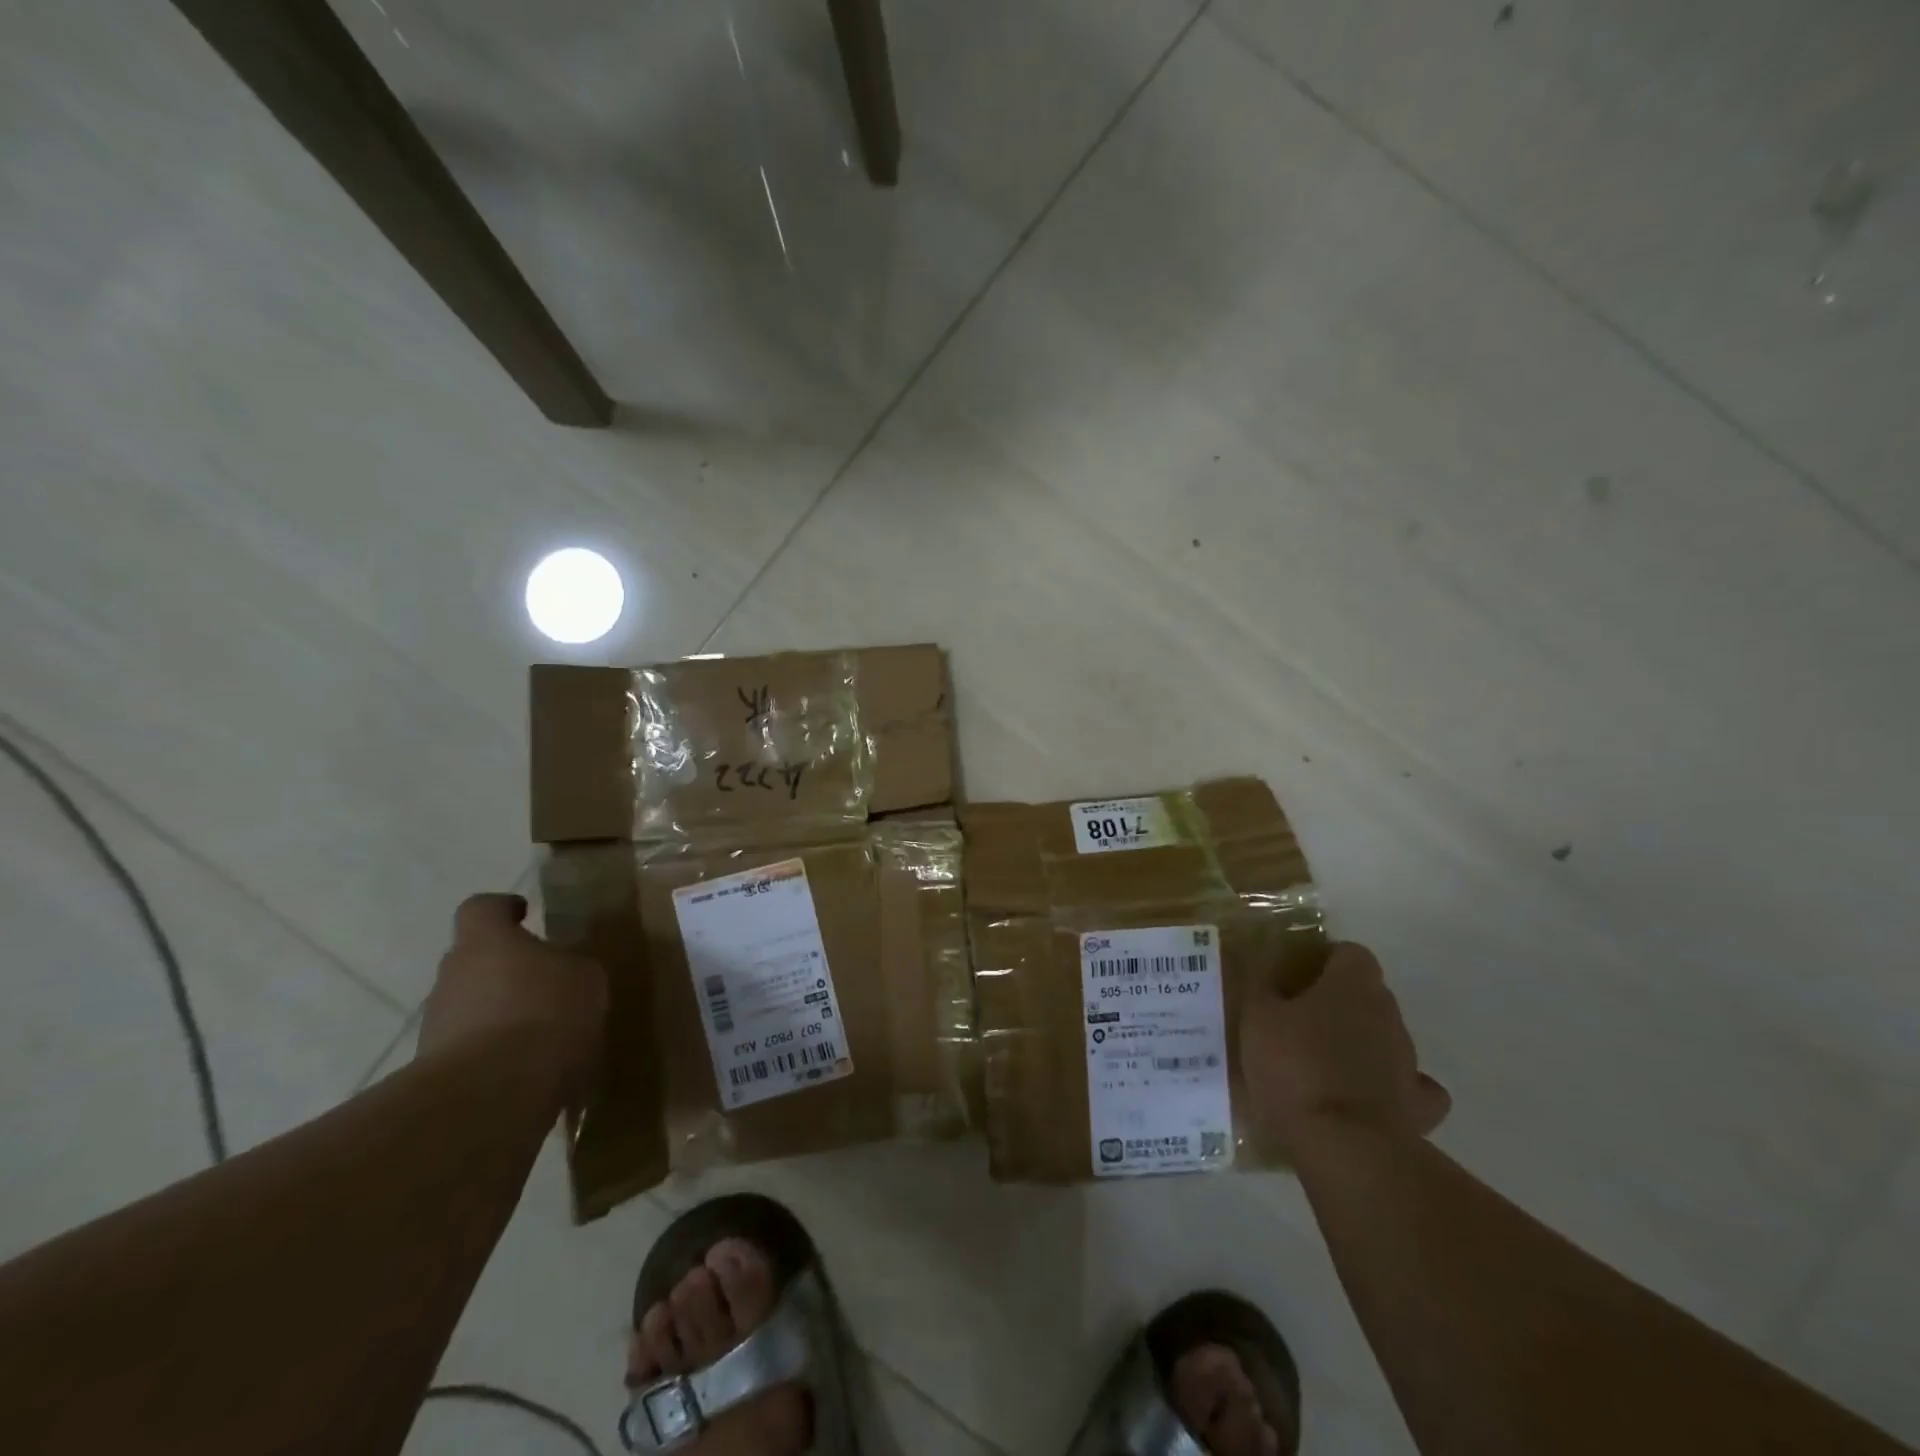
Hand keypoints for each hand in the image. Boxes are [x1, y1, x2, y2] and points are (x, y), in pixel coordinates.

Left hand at [417, 893, 607, 1094]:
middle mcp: (451, 977)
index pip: (481, 908)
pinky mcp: (437, 1073)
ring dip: (500, 1015)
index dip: (503, 909)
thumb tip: (564, 969)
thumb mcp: (585, 977)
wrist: (490, 1096)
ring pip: (472, 1008)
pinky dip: (497, 1055)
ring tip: (544, 1035)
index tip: (525, 915)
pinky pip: (472, 1052)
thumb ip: (570, 966)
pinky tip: (531, 1072)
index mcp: (486, 942)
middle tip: (546, 983)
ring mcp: (437, 1027)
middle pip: (474, 961)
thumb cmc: (545, 1013)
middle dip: (506, 969)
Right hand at [1242, 941, 1449, 1153]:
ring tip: (1320, 1067)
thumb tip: (1267, 967)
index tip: (1296, 979)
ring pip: (1384, 1038)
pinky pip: (1408, 1087)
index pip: (1350, 953)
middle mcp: (1388, 1014)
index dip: (1324, 962)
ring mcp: (1410, 1061)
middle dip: (1338, 1003)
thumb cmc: (1294, 1066)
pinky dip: (1390, 1088)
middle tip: (1298, 1022)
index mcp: (1352, 985)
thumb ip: (1262, 985)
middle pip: (1367, 994)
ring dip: (1359, 1044)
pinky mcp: (1419, 1107)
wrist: (1344, 1146)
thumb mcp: (1257, 1017)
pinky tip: (1364, 1098)